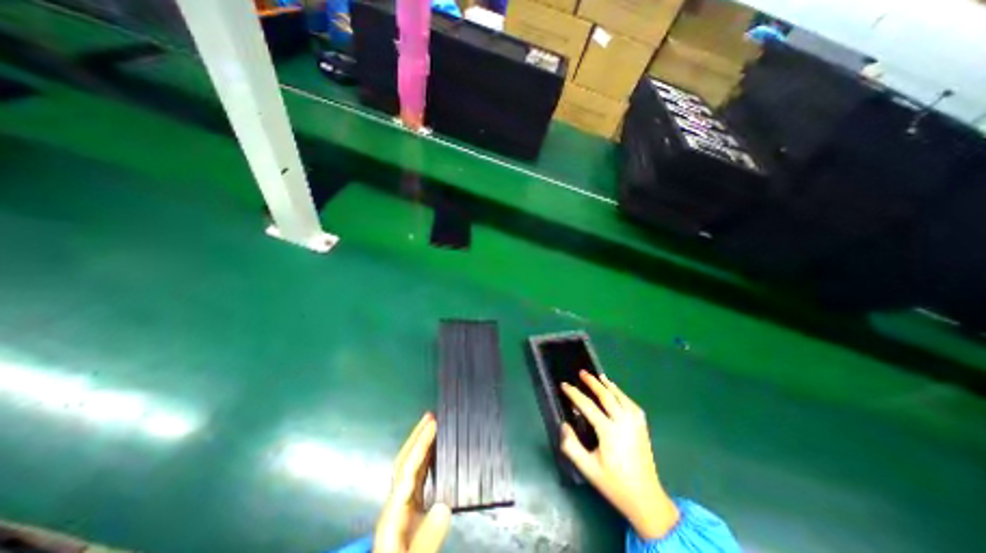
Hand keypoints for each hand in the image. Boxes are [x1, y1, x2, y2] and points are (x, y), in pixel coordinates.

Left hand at [375, 413, 453, 552]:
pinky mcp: (411, 510)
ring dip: (422, 444)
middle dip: (416, 437)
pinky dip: (428, 459)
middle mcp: (396, 504)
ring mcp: (403, 506)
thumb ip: (426, 538)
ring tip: (435, 427)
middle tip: (431, 416)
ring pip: (412, 466)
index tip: (433, 425)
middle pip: (405, 462)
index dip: (420, 444)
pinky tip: (436, 453)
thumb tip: (444, 507)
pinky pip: (420, 477)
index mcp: (394, 513)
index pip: (407, 469)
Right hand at [557, 372, 682, 540]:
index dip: (574, 393)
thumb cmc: (614, 484)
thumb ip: (571, 446)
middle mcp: (623, 423)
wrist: (646, 499)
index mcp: (609, 432)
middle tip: (582, 372)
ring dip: (608, 385)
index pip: (588, 406)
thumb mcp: (588, 469)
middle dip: (592, 382)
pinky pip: (630, 403)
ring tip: (598, 376)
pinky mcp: (642, 426)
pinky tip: (616, 391)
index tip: (564, 385)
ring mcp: (635, 423)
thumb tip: (564, 425)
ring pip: (620, 396)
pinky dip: (621, 393)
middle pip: (606, 395)